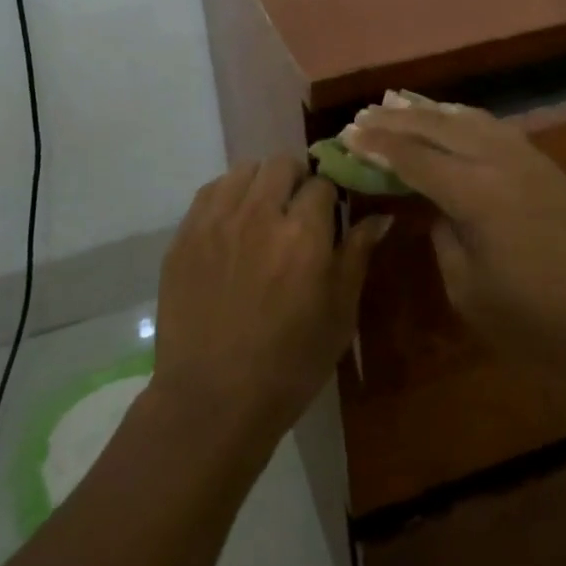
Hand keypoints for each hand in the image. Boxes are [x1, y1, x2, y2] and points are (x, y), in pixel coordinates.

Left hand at [153, 156, 390, 442]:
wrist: (212, 401)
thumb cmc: (289, 364)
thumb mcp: (339, 314)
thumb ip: (357, 255)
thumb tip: (380, 216)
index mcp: (304, 233)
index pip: (323, 183)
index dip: (329, 198)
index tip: (328, 216)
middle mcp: (259, 213)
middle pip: (282, 164)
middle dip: (296, 181)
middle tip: (296, 212)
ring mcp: (217, 220)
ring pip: (245, 170)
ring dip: (260, 184)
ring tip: (262, 215)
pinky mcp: (185, 234)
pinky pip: (211, 191)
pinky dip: (228, 196)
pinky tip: (232, 225)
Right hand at [344, 101, 565, 395]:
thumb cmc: (541, 322)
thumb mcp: (471, 292)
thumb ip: (444, 238)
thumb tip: (435, 207)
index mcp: (476, 194)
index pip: (414, 158)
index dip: (377, 146)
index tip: (346, 135)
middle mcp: (499, 161)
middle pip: (437, 127)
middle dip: (396, 119)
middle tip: (362, 115)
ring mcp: (527, 158)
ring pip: (467, 119)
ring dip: (429, 111)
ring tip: (397, 103)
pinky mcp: (544, 165)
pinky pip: (491, 126)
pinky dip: (461, 117)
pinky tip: (450, 119)